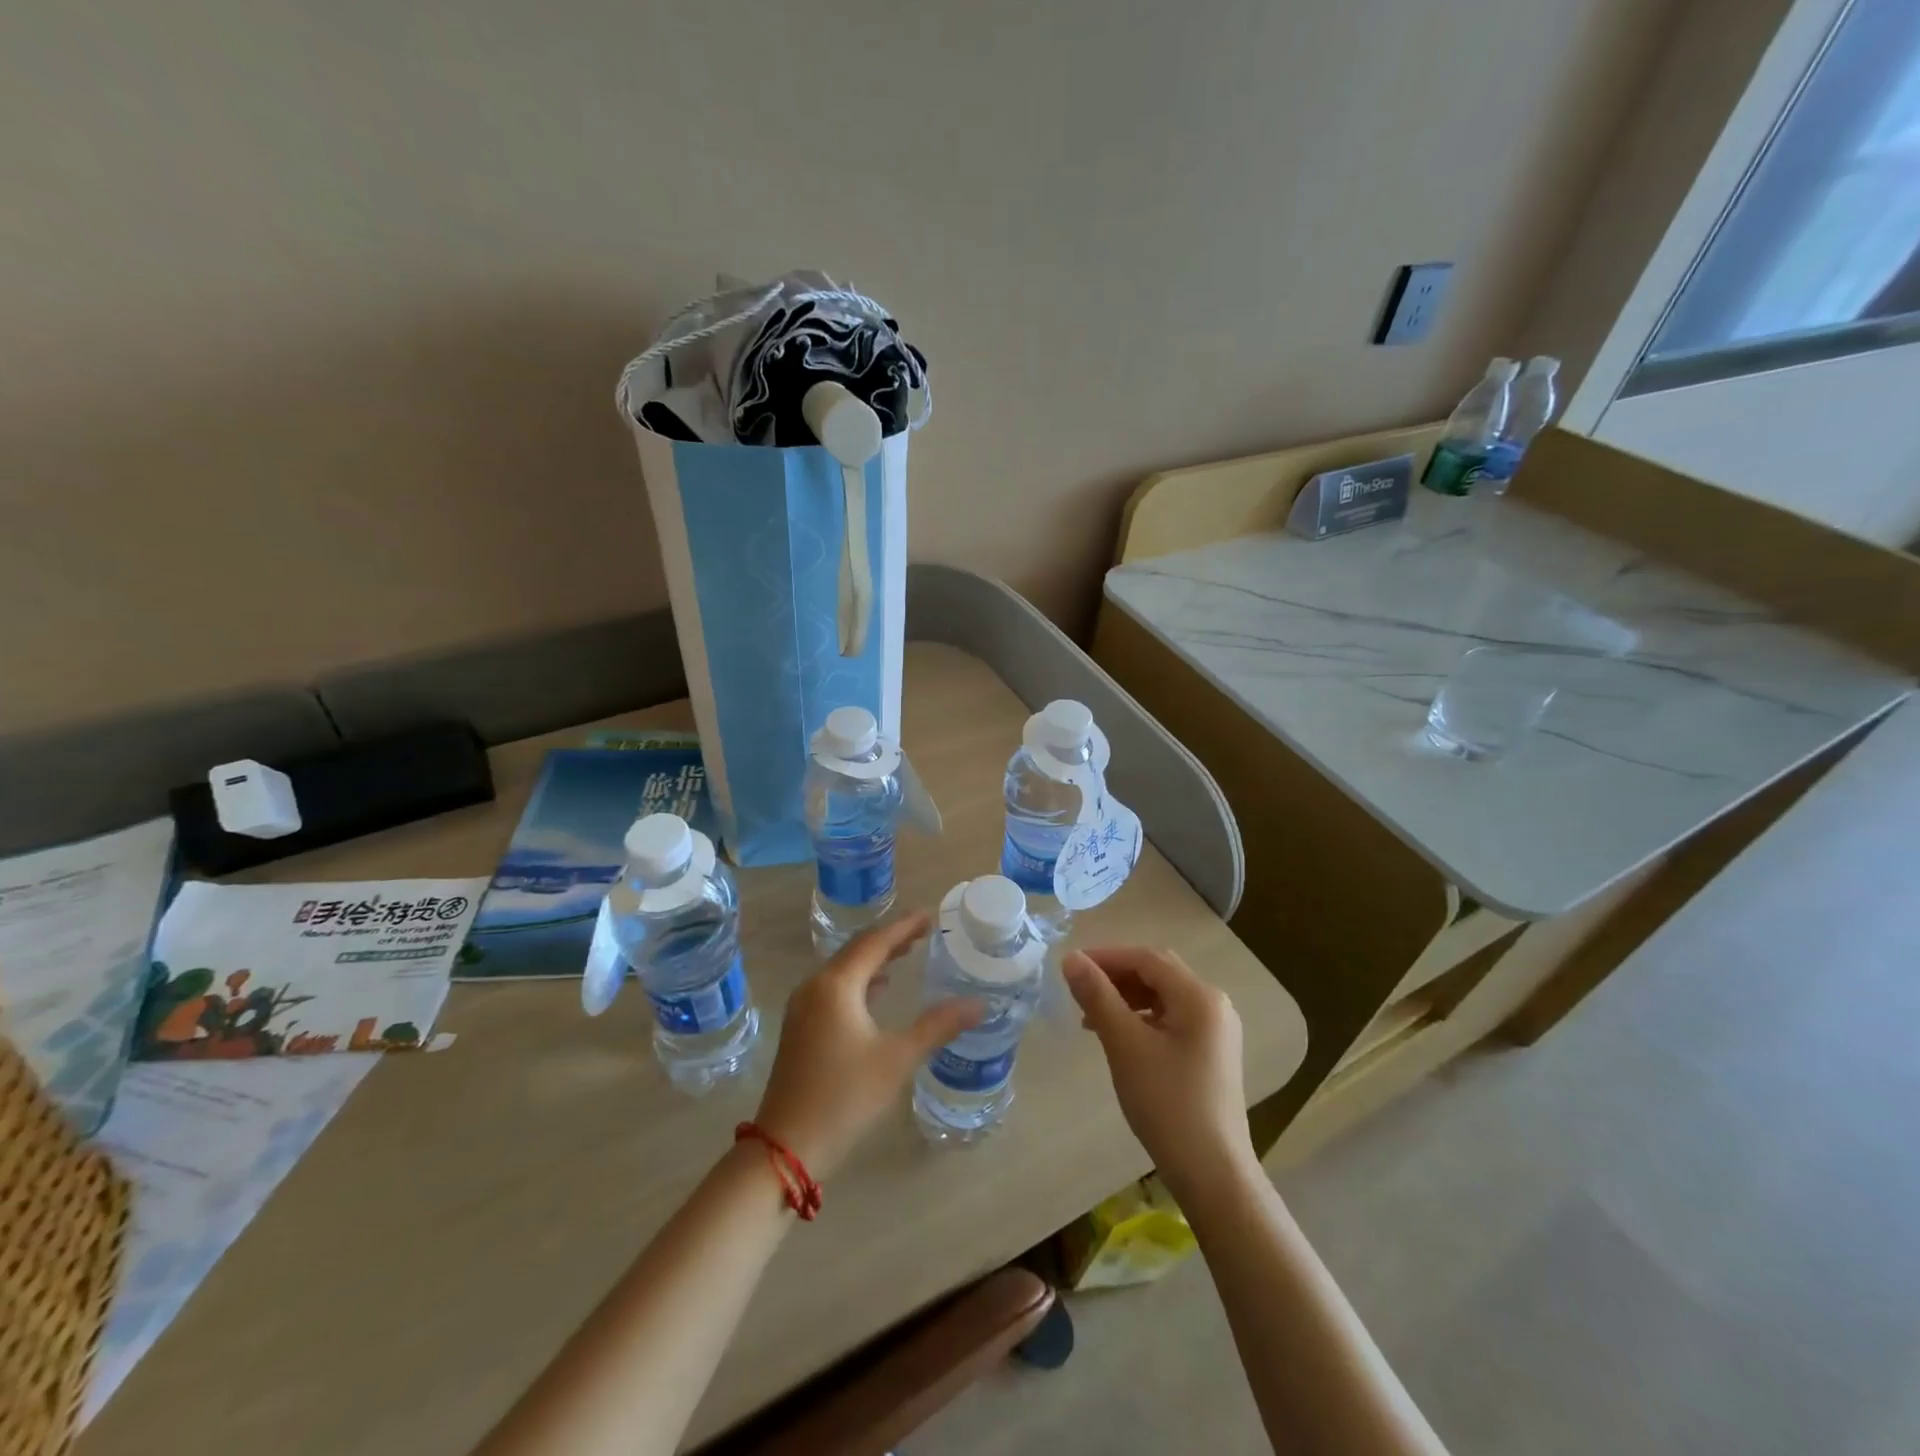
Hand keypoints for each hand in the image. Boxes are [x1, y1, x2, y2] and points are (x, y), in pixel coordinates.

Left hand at [753, 912, 982, 1179]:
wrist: (786, 1147)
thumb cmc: (844, 1097)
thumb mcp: (897, 1059)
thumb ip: (938, 1026)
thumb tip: (979, 1004)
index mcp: (836, 985)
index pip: (875, 942)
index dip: (905, 927)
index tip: (931, 915)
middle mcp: (815, 986)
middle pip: (857, 950)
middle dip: (890, 939)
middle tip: (924, 932)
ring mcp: (803, 1008)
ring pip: (844, 970)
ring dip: (875, 959)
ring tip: (906, 953)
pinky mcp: (801, 1028)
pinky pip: (835, 988)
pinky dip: (861, 981)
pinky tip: (879, 989)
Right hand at [1064, 946, 1257, 1200]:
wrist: (1212, 1173)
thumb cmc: (1167, 1103)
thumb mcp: (1125, 1045)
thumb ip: (1097, 996)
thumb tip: (1071, 959)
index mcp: (1199, 996)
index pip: (1146, 958)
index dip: (1106, 956)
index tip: (1070, 967)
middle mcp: (1214, 1004)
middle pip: (1157, 973)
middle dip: (1116, 976)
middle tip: (1079, 990)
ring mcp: (1216, 1030)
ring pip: (1163, 996)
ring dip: (1126, 998)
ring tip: (1091, 1016)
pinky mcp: (1211, 1053)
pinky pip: (1172, 1019)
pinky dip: (1141, 1018)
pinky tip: (1119, 1037)